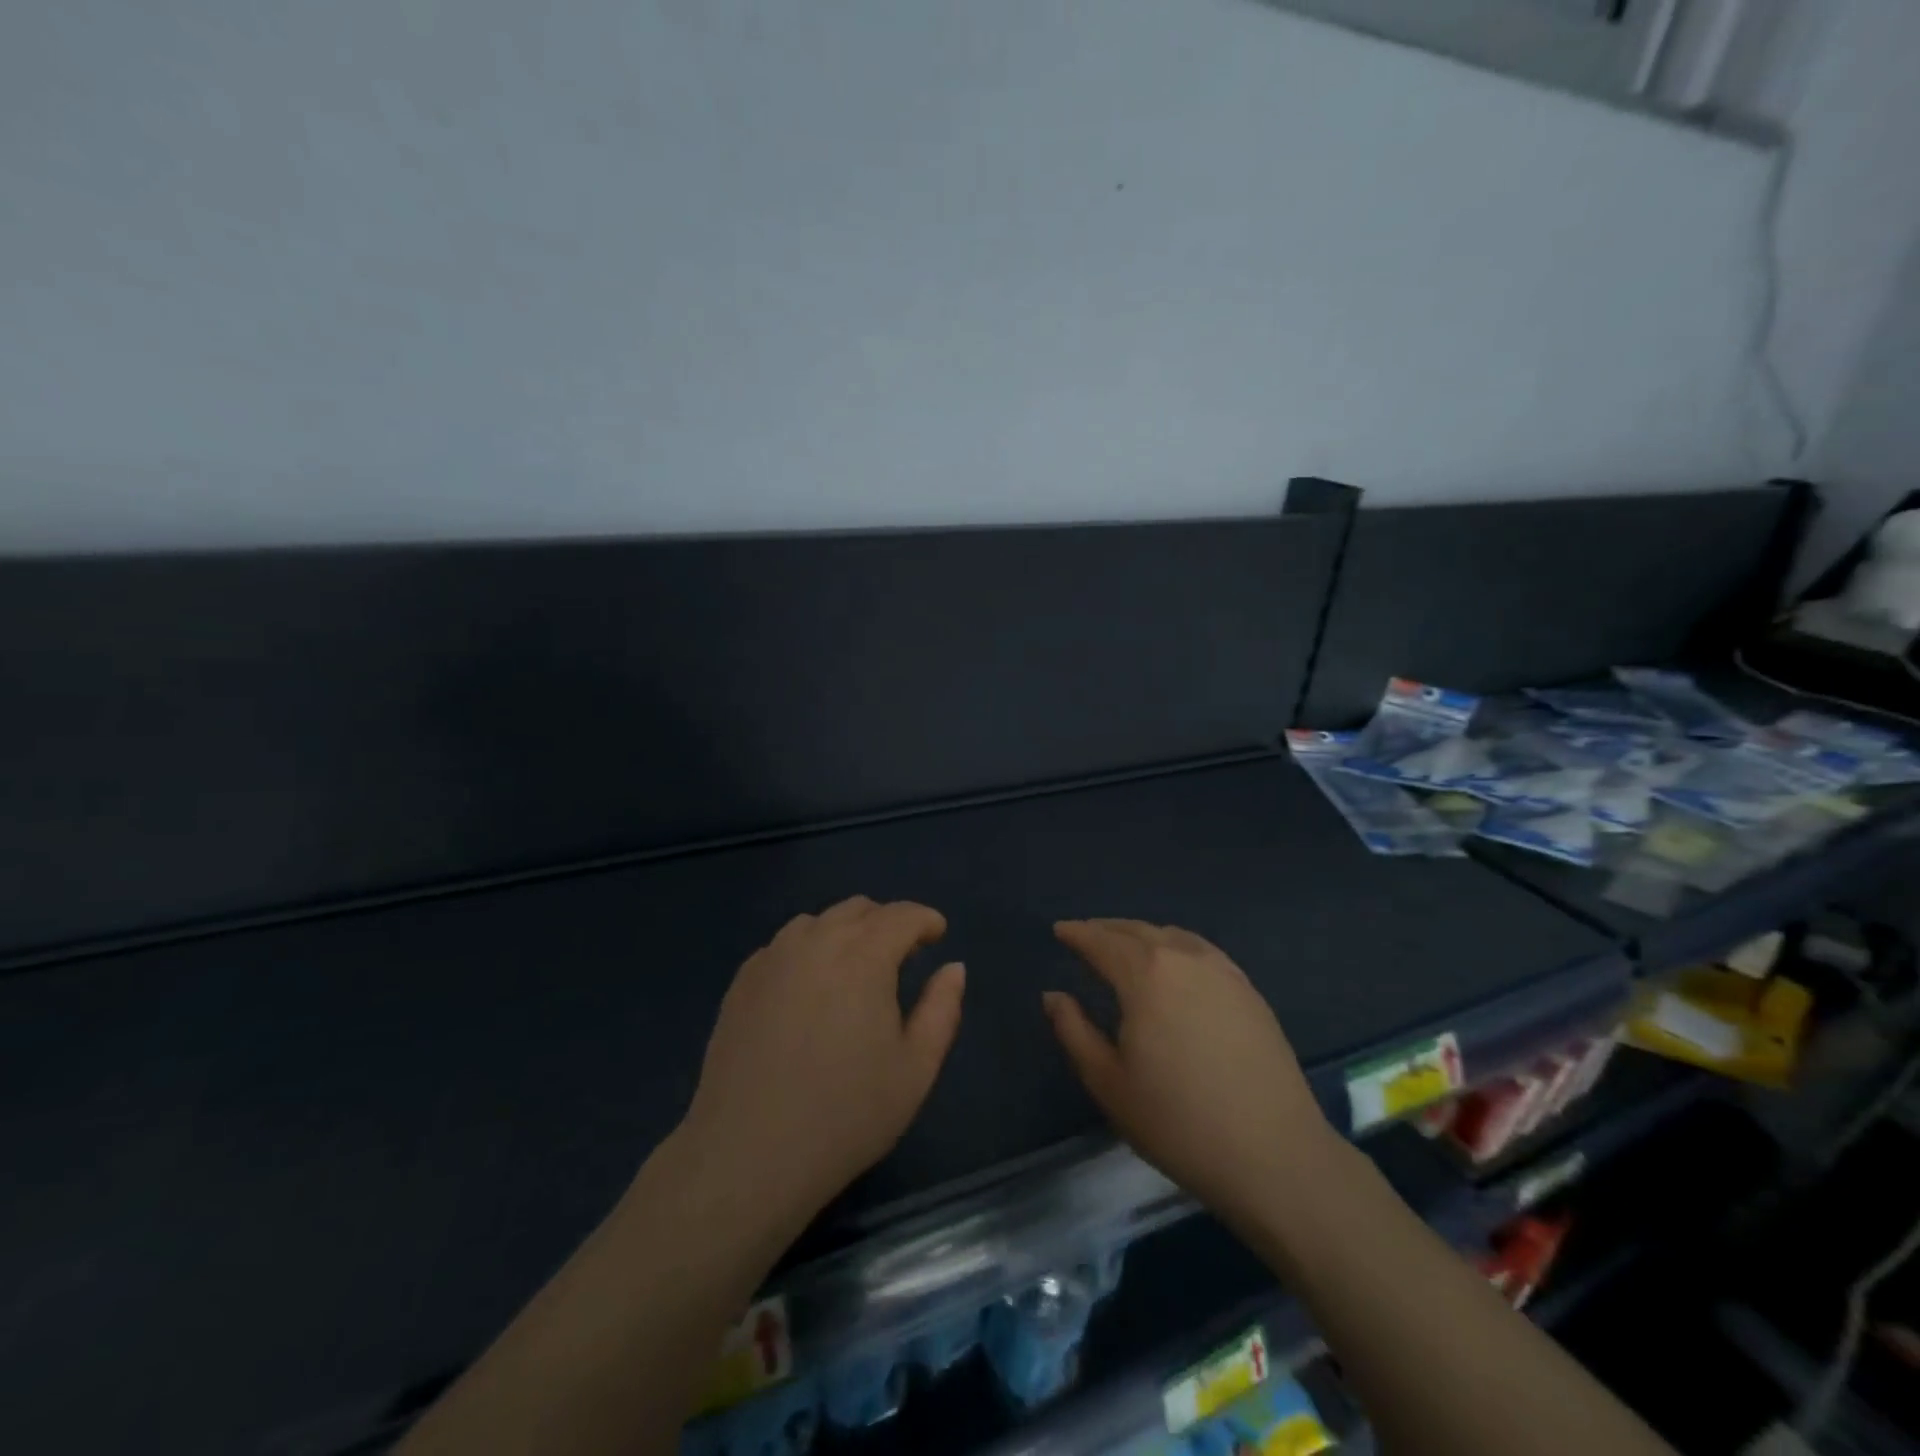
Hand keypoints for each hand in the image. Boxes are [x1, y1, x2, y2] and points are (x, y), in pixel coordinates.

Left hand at [678, 896, 965, 1223]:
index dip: (925, 920)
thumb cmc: (845, 1114)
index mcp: (863, 956)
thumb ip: (942, 1009)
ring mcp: (773, 958)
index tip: (937, 935)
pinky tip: (810, 989)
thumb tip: (954, 967)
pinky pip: (785, 945)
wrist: (748, 1154)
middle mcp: (816, 941)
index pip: (902, 915)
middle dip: (887, 922)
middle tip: (901, 956)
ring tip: (854, 971)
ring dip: (846, 932)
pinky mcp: (743, 980)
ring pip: (818, 922)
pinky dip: (809, 950)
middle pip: (858, 909)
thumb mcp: (915, 1069)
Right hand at [1044, 919, 1338, 1225]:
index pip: (1102, 941)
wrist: (1274, 1155)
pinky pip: (1201, 951)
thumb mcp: (1109, 1083)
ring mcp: (1223, 971)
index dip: (1077, 933)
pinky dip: (1176, 946)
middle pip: (1137, 930)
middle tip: (1086, 935)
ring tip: (1125, 947)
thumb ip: (1074, 1032)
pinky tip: (1174, 965)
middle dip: (1107, 929)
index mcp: (1146, 975)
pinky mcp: (1249, 990)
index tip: (1060, 930)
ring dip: (1142, 935)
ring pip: (1172, 936)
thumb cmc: (1178, 1123)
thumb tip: (1054, 996)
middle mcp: (1184, 958)